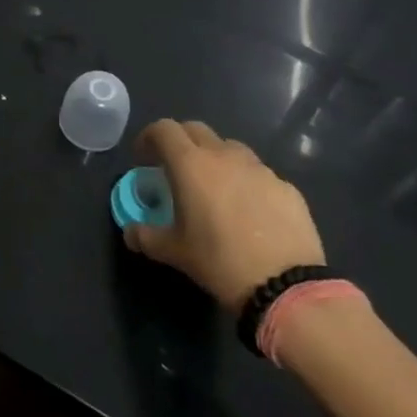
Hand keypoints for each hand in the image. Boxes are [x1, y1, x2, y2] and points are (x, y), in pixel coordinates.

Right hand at [122, 120, 324, 313]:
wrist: (286, 287)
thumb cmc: (219, 262)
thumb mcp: (173, 252)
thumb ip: (145, 236)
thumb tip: (130, 232)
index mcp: (190, 164)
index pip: (163, 129)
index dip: (148, 138)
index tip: (143, 158)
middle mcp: (224, 155)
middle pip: (196, 130)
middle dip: (180, 143)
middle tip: (175, 169)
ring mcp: (260, 169)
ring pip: (230, 148)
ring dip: (215, 159)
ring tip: (214, 189)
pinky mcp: (286, 187)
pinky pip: (258, 174)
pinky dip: (245, 182)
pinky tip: (249, 211)